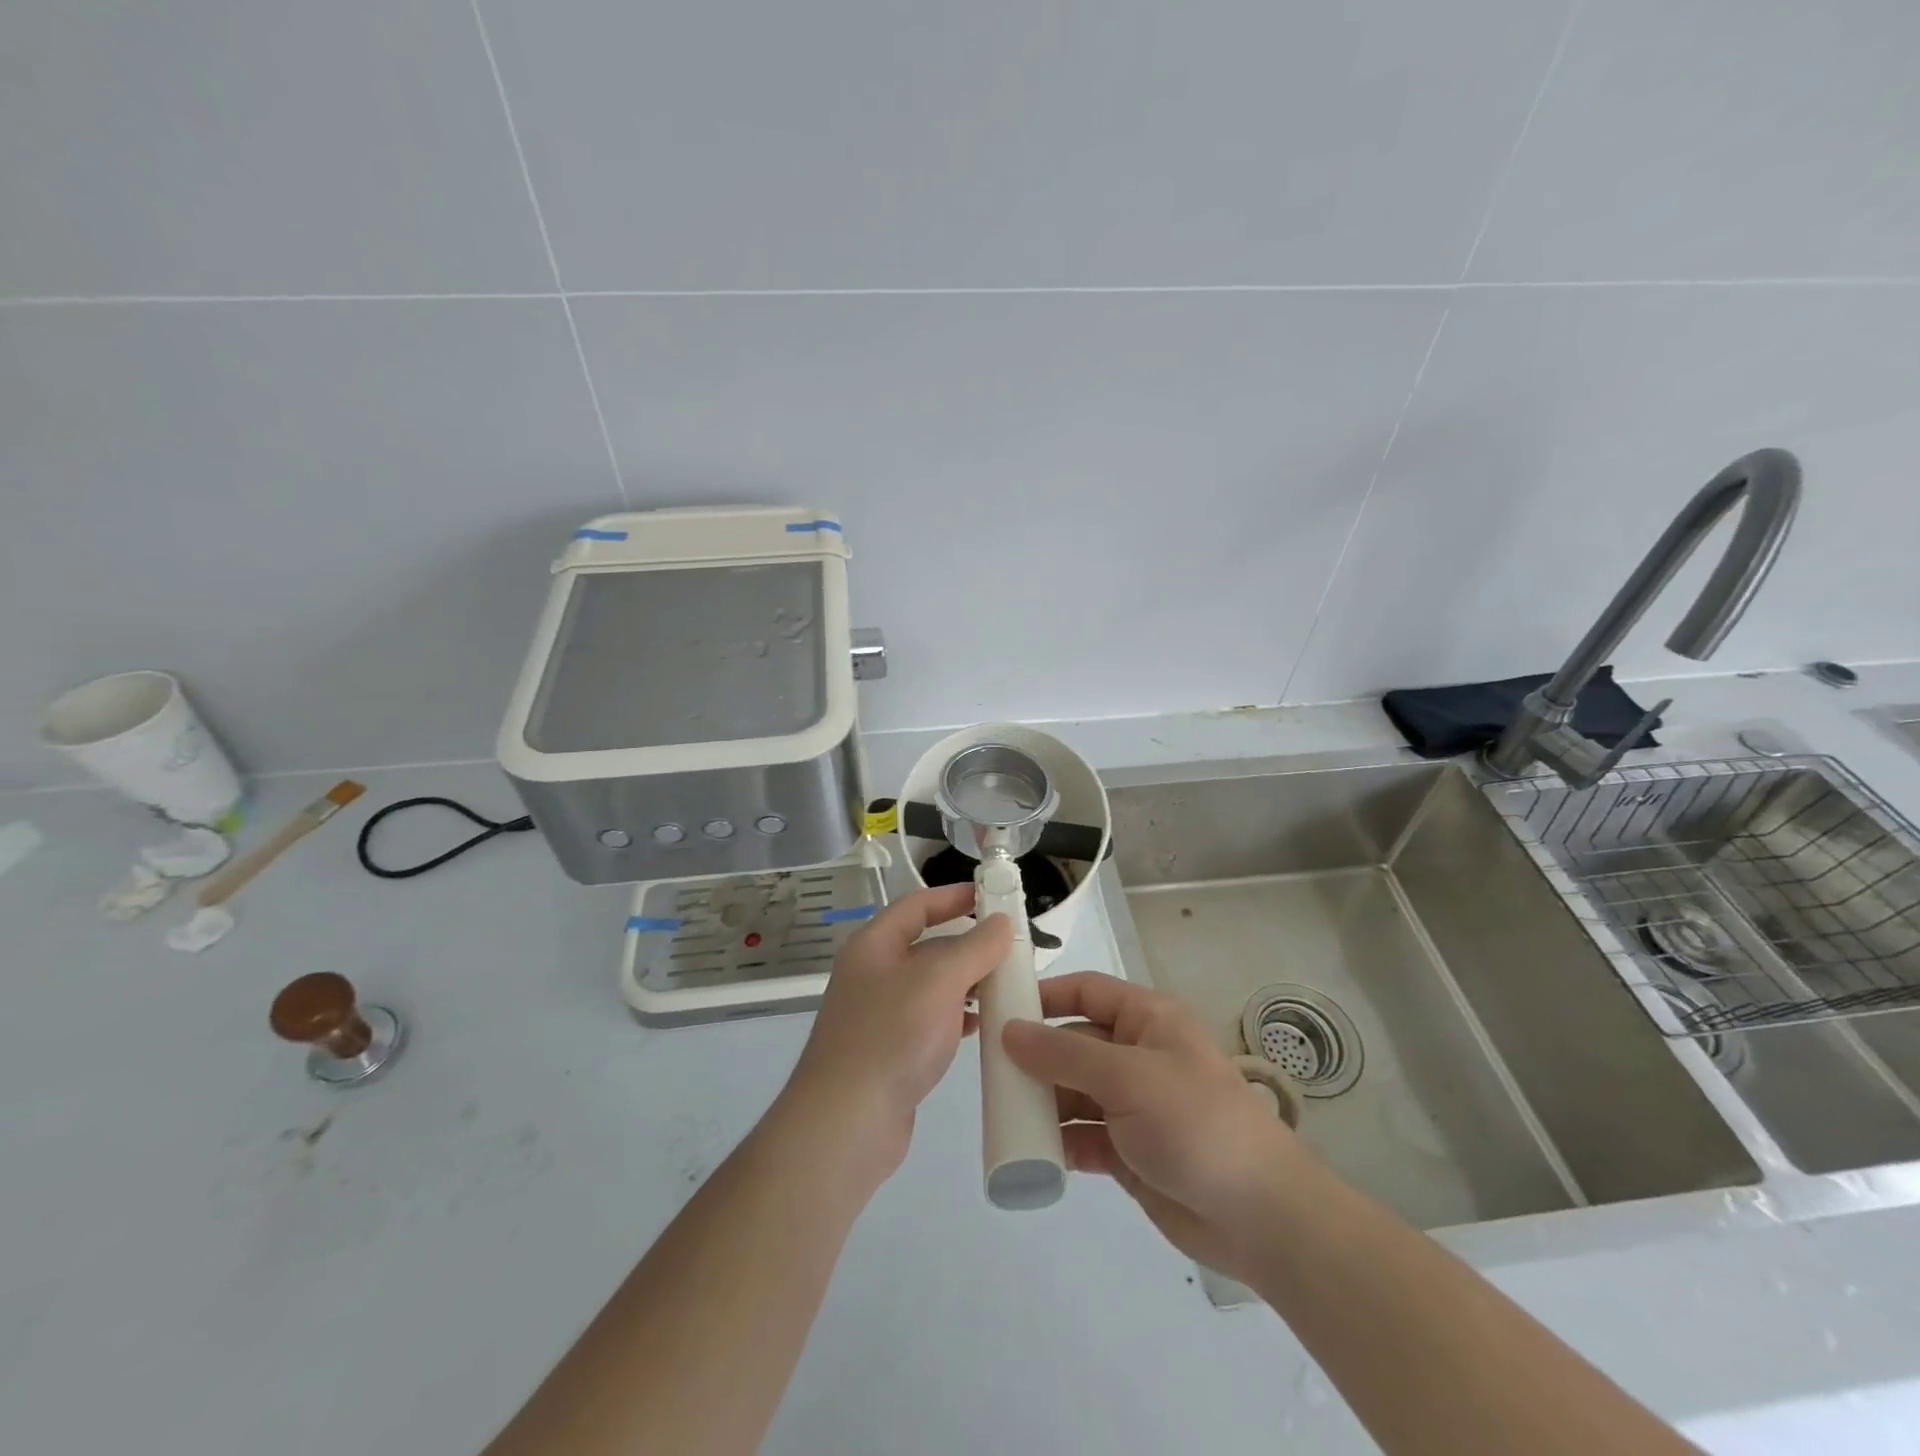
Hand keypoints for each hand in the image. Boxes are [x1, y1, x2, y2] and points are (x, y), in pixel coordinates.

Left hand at [777, 884, 1011, 1187]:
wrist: (847, 1123)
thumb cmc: (892, 1036)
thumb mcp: (939, 980)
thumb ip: (974, 947)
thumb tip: (1001, 922)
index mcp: (874, 945)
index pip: (917, 906)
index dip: (953, 897)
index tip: (992, 897)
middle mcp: (873, 973)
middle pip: (927, 945)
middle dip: (968, 943)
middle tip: (1012, 947)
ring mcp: (880, 1014)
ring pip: (932, 985)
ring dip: (968, 982)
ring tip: (1006, 985)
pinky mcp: (890, 1051)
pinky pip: (930, 1020)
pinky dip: (957, 1016)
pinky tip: (982, 1025)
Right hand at [1002, 972, 1306, 1279]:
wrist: (1260, 1217)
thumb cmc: (1195, 1122)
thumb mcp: (1127, 1077)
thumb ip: (1064, 1054)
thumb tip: (1009, 1031)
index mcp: (1147, 1020)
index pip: (1086, 991)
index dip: (1045, 995)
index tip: (999, 1008)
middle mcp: (1138, 1055)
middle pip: (1074, 1043)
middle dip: (1035, 1056)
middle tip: (989, 1073)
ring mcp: (1134, 1105)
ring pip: (1074, 1092)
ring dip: (1043, 1102)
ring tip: (1002, 1114)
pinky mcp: (1130, 1151)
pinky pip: (1083, 1136)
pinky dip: (1059, 1142)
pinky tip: (1032, 1152)